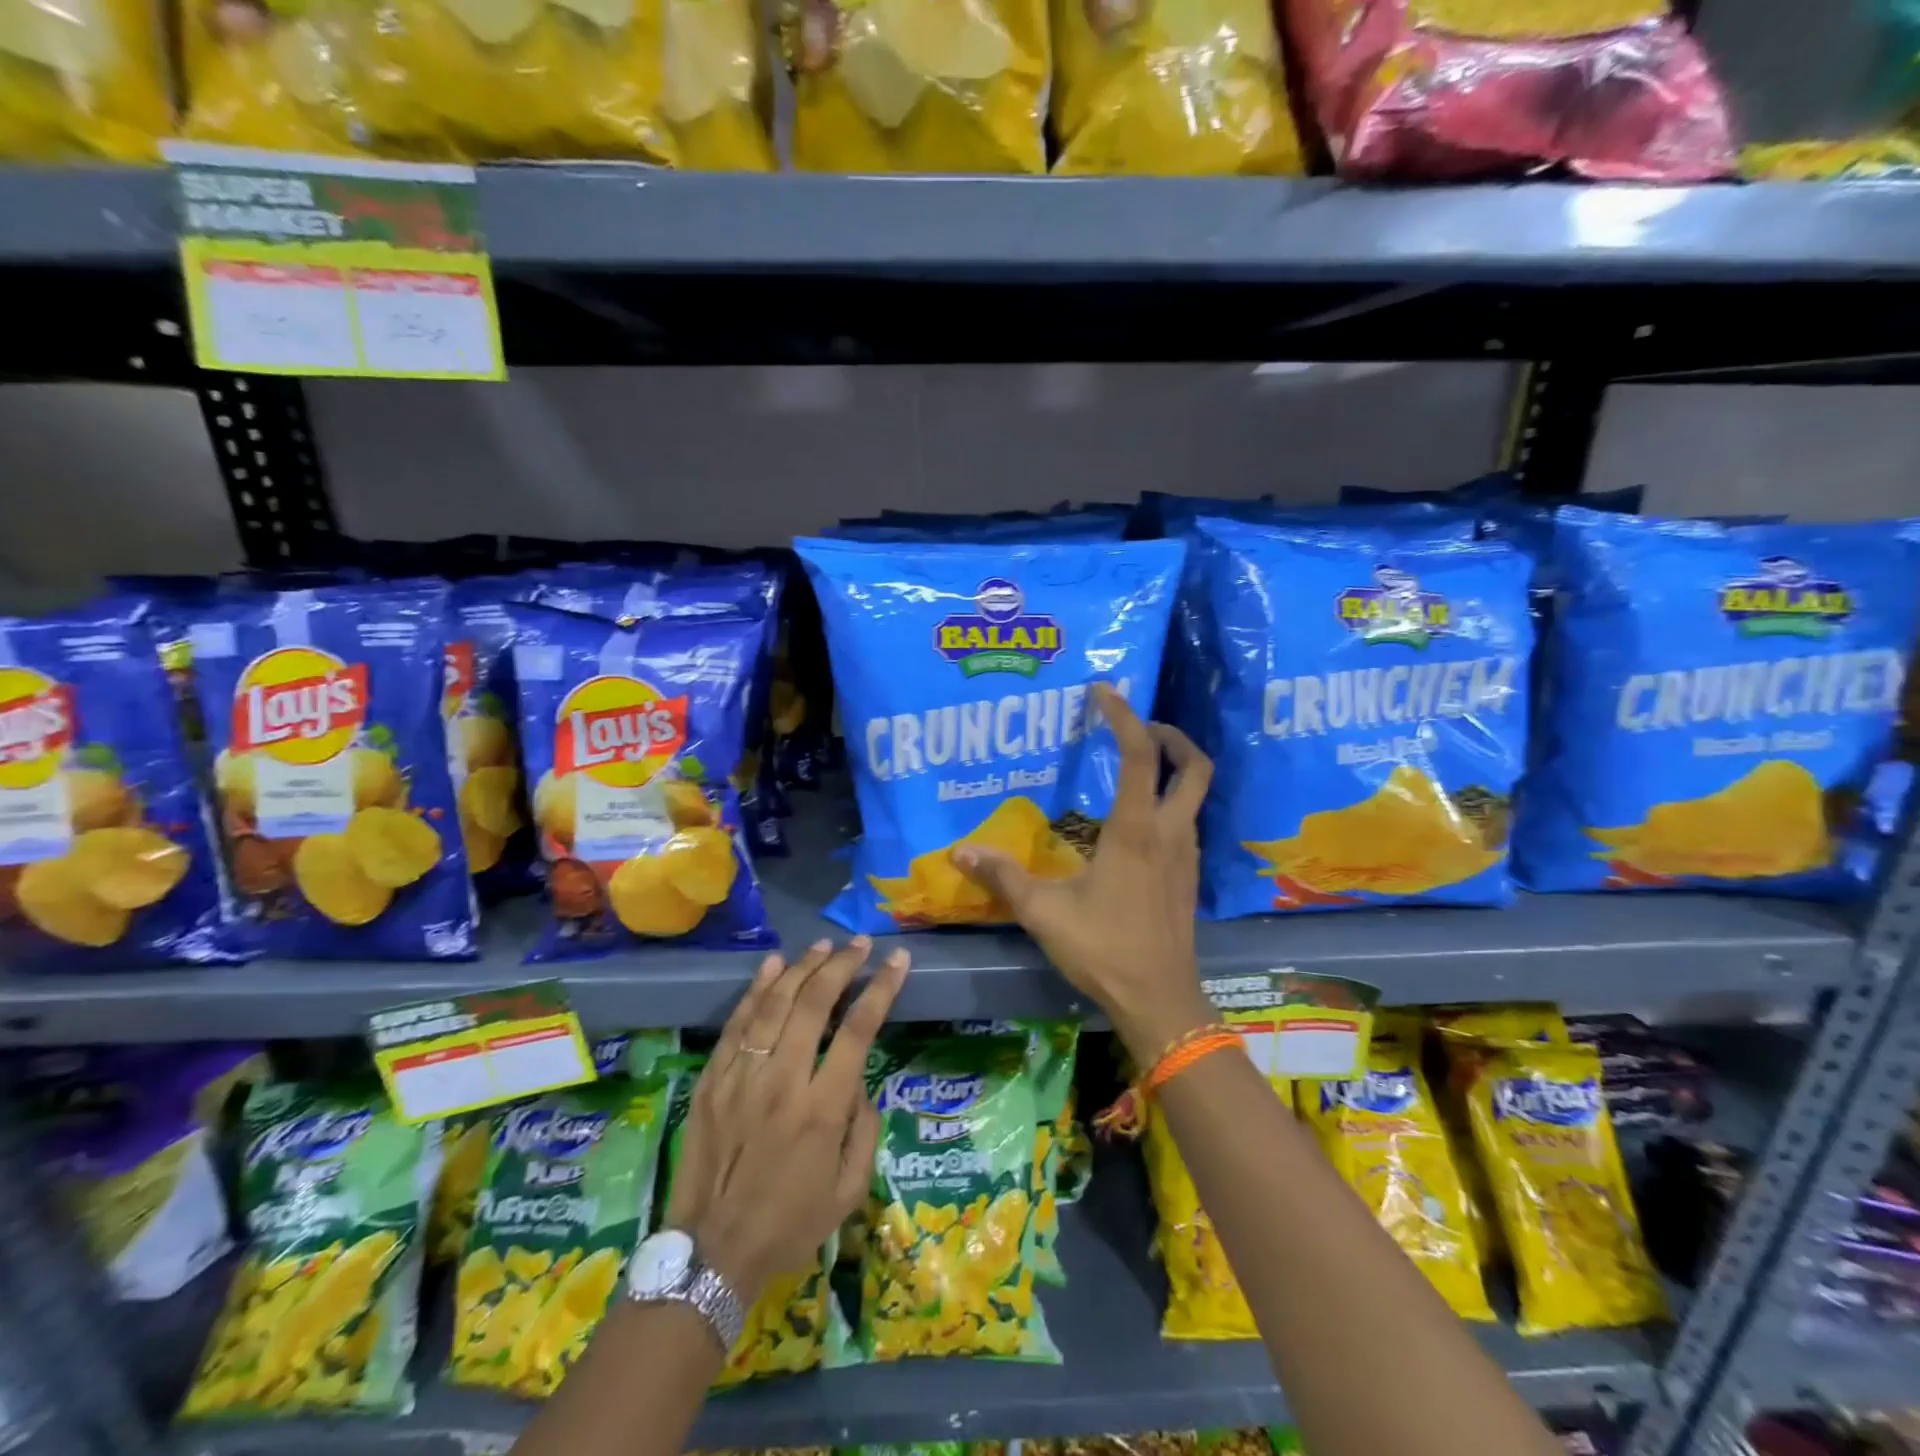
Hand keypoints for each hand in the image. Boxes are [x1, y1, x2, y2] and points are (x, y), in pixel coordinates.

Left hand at [664, 938, 907, 1304]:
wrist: (710, 1255)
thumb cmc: (788, 1226)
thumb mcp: (848, 1192)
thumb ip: (864, 1131)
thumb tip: (860, 1083)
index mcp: (822, 1110)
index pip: (858, 1030)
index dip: (880, 989)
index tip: (896, 961)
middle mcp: (783, 1082)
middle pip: (814, 1003)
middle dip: (842, 965)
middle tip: (860, 944)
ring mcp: (742, 1077)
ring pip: (774, 1004)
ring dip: (802, 967)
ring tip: (823, 944)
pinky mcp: (712, 1080)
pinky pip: (737, 1024)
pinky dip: (756, 989)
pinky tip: (773, 964)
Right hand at [954, 683, 1214, 1064]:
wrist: (1160, 1000)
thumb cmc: (1103, 950)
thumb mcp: (1044, 913)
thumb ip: (1003, 877)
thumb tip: (960, 851)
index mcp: (1135, 830)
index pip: (1139, 755)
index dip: (1124, 716)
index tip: (1105, 691)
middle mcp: (1169, 832)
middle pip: (1193, 765)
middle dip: (1171, 735)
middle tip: (1138, 727)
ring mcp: (1186, 855)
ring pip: (1195, 793)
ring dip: (1174, 768)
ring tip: (1135, 766)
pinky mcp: (1189, 876)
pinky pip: (1187, 820)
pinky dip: (1170, 801)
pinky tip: (1137, 822)